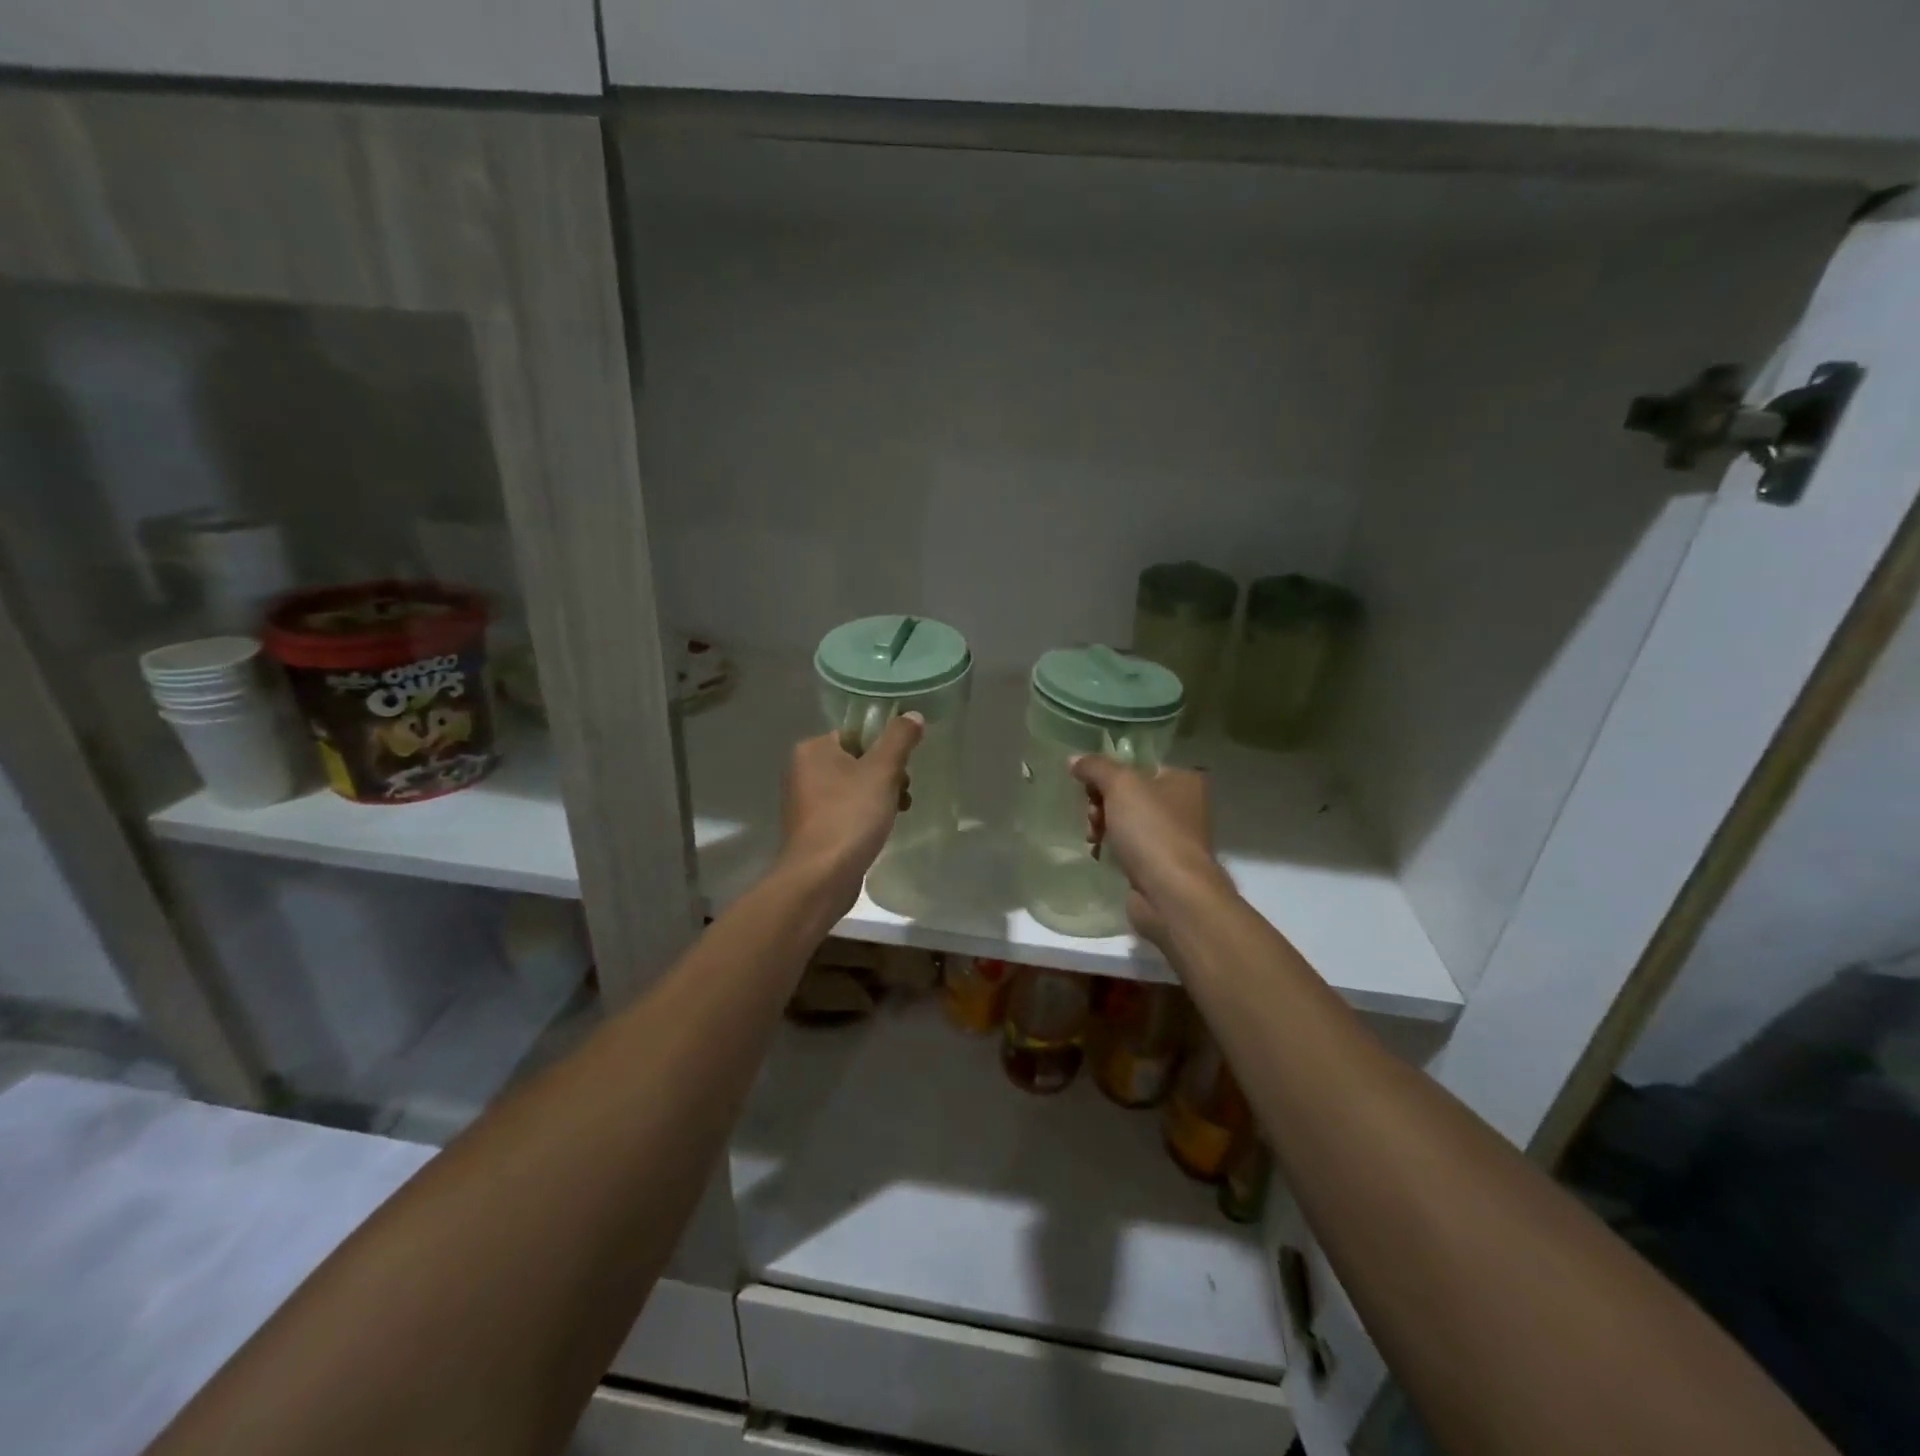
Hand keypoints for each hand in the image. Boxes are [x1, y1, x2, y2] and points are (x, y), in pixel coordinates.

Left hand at [777, 713, 924, 916]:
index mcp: (813, 749)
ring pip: (853, 788)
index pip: (856, 733)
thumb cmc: (850, 816)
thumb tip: (912, 715)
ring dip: (880, 796)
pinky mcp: (813, 830)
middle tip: (903, 791)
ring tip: (898, 813)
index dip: (884, 746)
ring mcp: (805, 803)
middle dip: (886, 775)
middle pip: (857, 760)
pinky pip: (846, 811)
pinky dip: (864, 816)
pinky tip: (880, 831)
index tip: (903, 766)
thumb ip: (899, 739)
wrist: (820, 877)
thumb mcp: (882, 771)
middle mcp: (803, 770)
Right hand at [1069, 757, 1230, 948]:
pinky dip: (1111, 848)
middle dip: (1101, 802)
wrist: (1172, 894)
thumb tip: (1074, 759)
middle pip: (1128, 793)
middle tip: (1092, 816)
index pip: (1137, 764)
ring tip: (1093, 838)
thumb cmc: (1152, 830)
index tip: (1089, 786)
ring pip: (1125, 820)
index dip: (1109, 773)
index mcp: (1183, 779)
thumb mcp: (1120, 785)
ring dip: (1102, 825)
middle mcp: (1183, 805)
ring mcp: (1172, 837)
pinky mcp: (1159, 865)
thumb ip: (1095, 767)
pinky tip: (1099, 854)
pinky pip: (1128, 847)